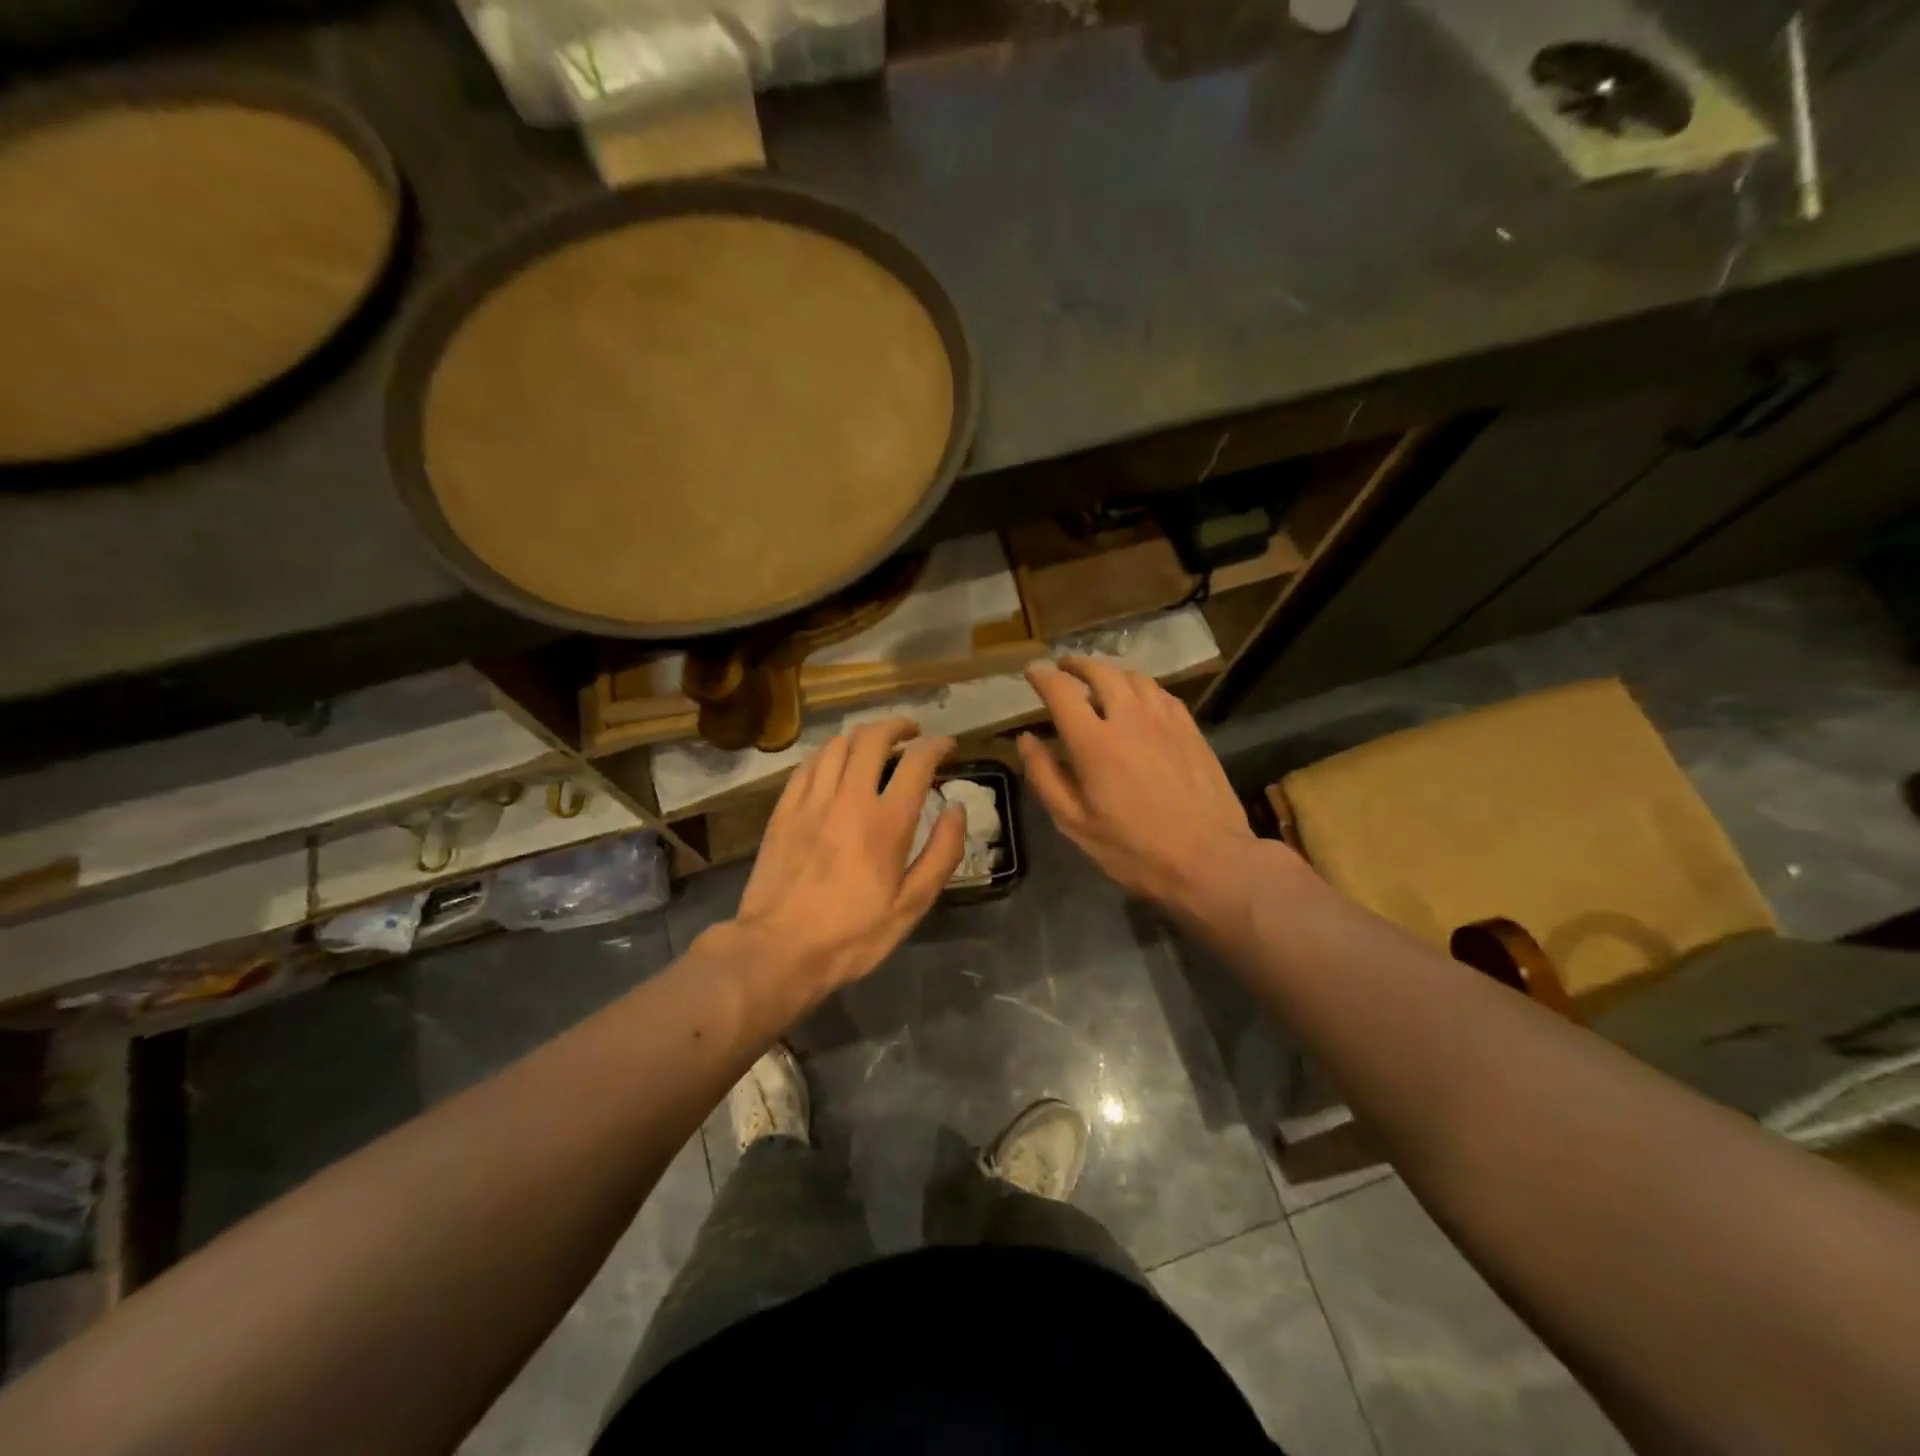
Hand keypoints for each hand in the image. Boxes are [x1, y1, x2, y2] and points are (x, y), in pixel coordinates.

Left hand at [733, 718, 964, 994]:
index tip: (947, 747)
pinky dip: (829, 753)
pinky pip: (808, 764)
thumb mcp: (911, 905)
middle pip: (873, 738)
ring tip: (876, 743)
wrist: (778, 950)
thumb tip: (956, 809)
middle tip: (913, 733)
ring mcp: (811, 800)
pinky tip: (835, 763)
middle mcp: (848, 798)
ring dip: (863, 736)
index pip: (917, 762)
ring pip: (838, 744)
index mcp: (886, 822)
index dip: (937, 746)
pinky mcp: (783, 809)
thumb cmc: (852, 935)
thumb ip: (941, 853)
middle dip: (898, 726)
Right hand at [1018, 658, 1260, 917]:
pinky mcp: (1191, 729)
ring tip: (1099, 681)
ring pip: (1134, 677)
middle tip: (1063, 667)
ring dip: (1110, 673)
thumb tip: (1026, 739)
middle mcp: (1129, 718)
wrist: (1210, 859)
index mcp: (1094, 742)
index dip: (1042, 676)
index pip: (1062, 691)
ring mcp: (1165, 720)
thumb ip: (1045, 776)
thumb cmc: (1133, 849)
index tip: (1032, 671)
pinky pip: (1161, 693)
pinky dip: (1140, 687)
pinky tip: (1139, 700)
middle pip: (1100, 672)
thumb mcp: (1074, 823)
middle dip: (1076, 664)